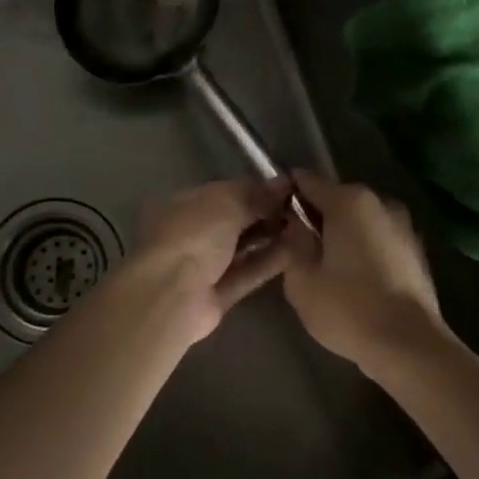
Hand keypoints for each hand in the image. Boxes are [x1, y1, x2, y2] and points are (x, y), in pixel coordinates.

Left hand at [115, 178, 293, 343]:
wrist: (171, 295)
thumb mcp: (227, 202)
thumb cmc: (194, 235)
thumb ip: (257, 194)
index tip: (290, 187)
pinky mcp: (220, 293)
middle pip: (237, 219)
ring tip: (307, 227)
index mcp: (186, 203)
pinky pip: (249, 273)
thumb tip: (284, 183)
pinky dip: (270, 261)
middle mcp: (194, 232)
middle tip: (303, 208)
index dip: (258, 188)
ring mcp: (205, 264)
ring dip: (272, 237)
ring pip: (244, 247)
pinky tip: (298, 251)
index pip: (228, 191)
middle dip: (268, 212)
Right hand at [275, 172, 447, 375]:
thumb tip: (295, 225)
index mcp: (349, 200)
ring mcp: (403, 224)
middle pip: (336, 198)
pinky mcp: (416, 250)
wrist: (411, 345)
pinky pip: (378, 238)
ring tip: (325, 267)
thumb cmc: (349, 309)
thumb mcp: (302, 280)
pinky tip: (354, 279)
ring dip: (341, 234)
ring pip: (359, 219)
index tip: (273, 215)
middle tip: (295, 247)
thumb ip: (292, 243)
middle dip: (314, 216)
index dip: (287, 193)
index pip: (307, 180)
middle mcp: (379, 201)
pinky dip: (363, 248)